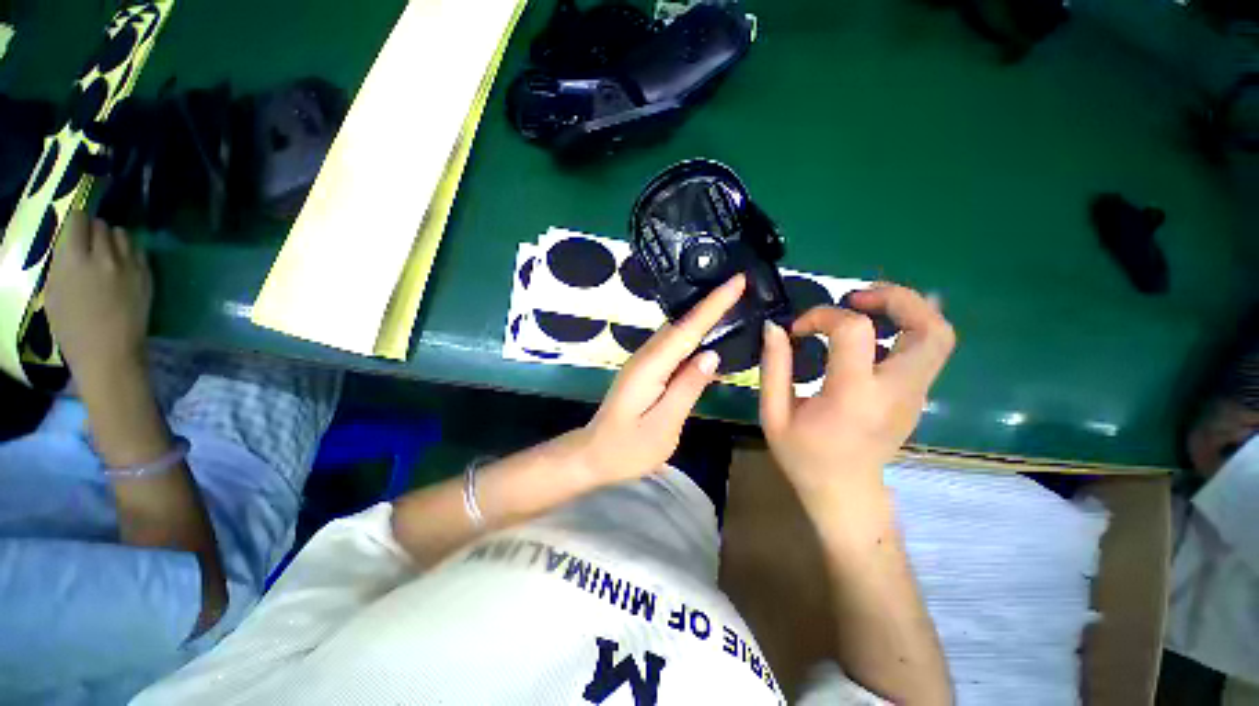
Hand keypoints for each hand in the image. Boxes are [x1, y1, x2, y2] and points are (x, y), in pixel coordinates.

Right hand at [46, 211, 152, 382]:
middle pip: (102, 225)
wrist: (110, 352)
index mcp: (74, 259)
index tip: (74, 230)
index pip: (78, 220)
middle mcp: (104, 256)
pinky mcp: (147, 275)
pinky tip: (122, 264)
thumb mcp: (52, 292)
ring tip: (107, 253)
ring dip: (113, 239)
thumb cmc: (72, 328)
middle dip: (94, 231)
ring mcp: (129, 265)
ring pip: (123, 234)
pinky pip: (139, 251)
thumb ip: (61, 263)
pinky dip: (129, 251)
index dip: (76, 222)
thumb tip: (68, 245)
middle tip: (89, 245)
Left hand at [570, 274, 745, 483]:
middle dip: (712, 302)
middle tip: (742, 285)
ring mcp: (644, 361)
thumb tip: (712, 355)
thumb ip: (687, 388)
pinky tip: (708, 334)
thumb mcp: (663, 426)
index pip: (687, 329)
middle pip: (682, 323)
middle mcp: (646, 356)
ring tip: (732, 301)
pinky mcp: (646, 369)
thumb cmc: (627, 448)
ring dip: (703, 314)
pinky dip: (692, 333)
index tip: (737, 280)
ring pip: (677, 330)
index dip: (714, 304)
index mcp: (651, 367)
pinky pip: (673, 344)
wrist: (593, 455)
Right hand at [759, 285, 954, 504]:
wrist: (844, 493)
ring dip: (908, 309)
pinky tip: (876, 330)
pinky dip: (909, 326)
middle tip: (856, 296)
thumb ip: (774, 367)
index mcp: (854, 396)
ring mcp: (915, 394)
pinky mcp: (917, 396)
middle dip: (895, 298)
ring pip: (940, 335)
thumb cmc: (803, 456)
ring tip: (867, 306)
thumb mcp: (774, 414)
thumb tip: (775, 328)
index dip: (824, 316)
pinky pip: (929, 349)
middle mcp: (897, 390)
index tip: (798, 329)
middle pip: (928, 327)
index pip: (855, 331)